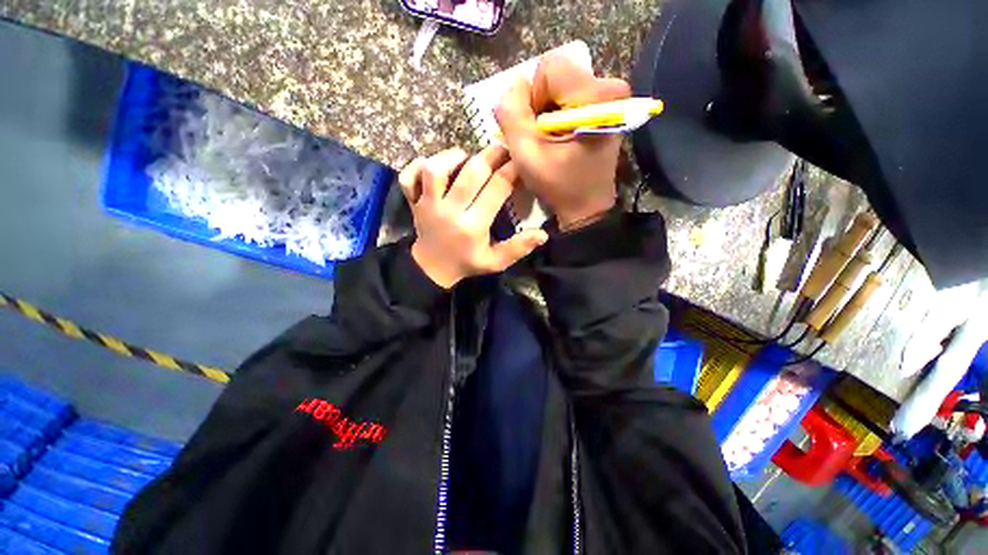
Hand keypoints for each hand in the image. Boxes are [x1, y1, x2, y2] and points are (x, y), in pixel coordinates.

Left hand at [399, 146, 548, 288]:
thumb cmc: (467, 263)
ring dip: (452, 157)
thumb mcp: (495, 262)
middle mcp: (450, 211)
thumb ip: (518, 248)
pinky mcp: (413, 202)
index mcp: (473, 226)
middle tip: (501, 149)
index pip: (496, 189)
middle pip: (470, 172)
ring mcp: (428, 205)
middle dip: (491, 155)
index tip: (520, 161)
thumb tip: (542, 234)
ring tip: (466, 158)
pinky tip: (433, 167)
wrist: (433, 268)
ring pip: (435, 169)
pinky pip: (408, 177)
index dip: (512, 170)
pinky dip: (417, 165)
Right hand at [495, 49, 630, 228]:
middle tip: (543, 138)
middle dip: (541, 104)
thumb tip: (513, 86)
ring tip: (552, 141)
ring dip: (548, 111)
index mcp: (596, 95)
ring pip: (563, 85)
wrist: (587, 206)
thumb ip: (511, 113)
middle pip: (558, 74)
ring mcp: (613, 97)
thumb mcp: (526, 153)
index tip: (537, 131)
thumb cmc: (558, 184)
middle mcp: (611, 87)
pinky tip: (561, 139)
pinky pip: (573, 96)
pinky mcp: (609, 108)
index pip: (549, 67)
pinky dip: (560, 114)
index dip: (533, 98)